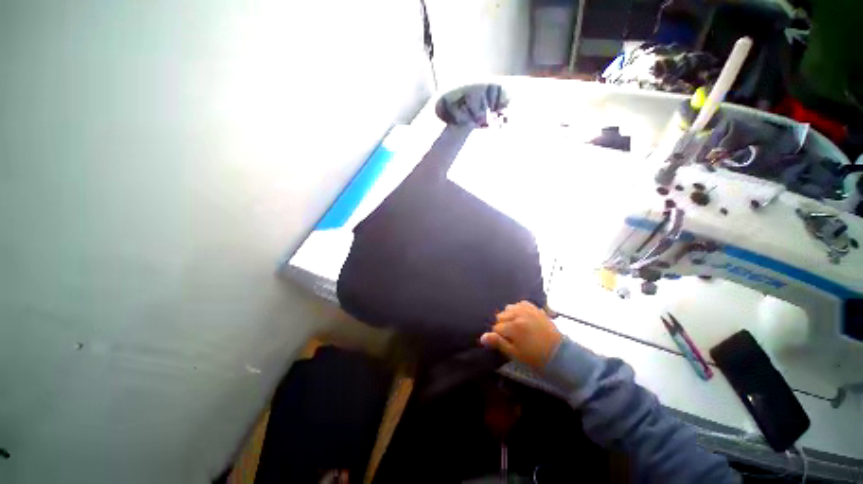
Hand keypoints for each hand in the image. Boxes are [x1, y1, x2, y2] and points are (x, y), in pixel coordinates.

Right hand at [480, 301, 561, 369]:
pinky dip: (518, 309)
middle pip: (500, 316)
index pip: (496, 328)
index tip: (507, 343)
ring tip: (517, 327)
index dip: (499, 337)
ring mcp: (527, 309)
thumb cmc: (534, 356)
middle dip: (503, 325)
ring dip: (509, 316)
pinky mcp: (534, 307)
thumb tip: (482, 337)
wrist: (559, 353)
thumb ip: (498, 342)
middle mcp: (519, 314)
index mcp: (514, 327)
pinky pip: (519, 303)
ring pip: (508, 309)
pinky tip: (522, 318)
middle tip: (513, 336)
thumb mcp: (514, 353)